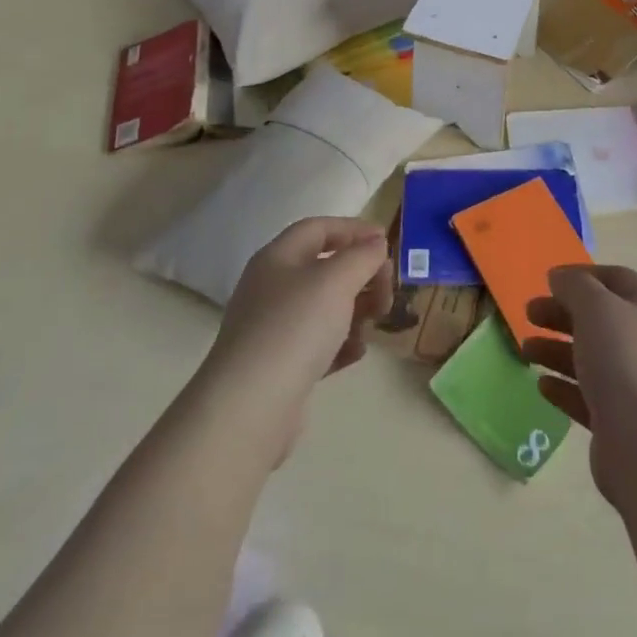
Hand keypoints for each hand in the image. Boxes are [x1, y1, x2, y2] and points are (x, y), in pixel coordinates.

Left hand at [198, 217, 391, 465]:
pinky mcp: (279, 365)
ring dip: (355, 310)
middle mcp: (272, 288)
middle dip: (361, 275)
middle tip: (387, 291)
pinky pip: (318, 343)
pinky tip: (356, 353)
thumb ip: (362, 255)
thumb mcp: (337, 280)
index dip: (354, 229)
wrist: (250, 407)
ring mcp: (273, 328)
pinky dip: (341, 343)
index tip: (386, 243)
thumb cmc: (295, 327)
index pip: (319, 228)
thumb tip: (376, 243)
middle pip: (325, 268)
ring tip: (374, 323)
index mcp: (278, 258)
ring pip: (324, 307)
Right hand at [521, 265, 636, 503]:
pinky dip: (564, 387)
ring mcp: (633, 384)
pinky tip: (541, 385)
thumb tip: (559, 277)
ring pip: (589, 358)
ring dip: (556, 349)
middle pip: (598, 319)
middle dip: (562, 313)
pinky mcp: (618, 420)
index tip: (548, 280)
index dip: (583, 275)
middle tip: (528, 313)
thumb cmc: (622, 359)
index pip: (616, 280)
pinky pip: (586, 396)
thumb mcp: (595, 306)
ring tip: (524, 350)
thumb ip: (574, 285)